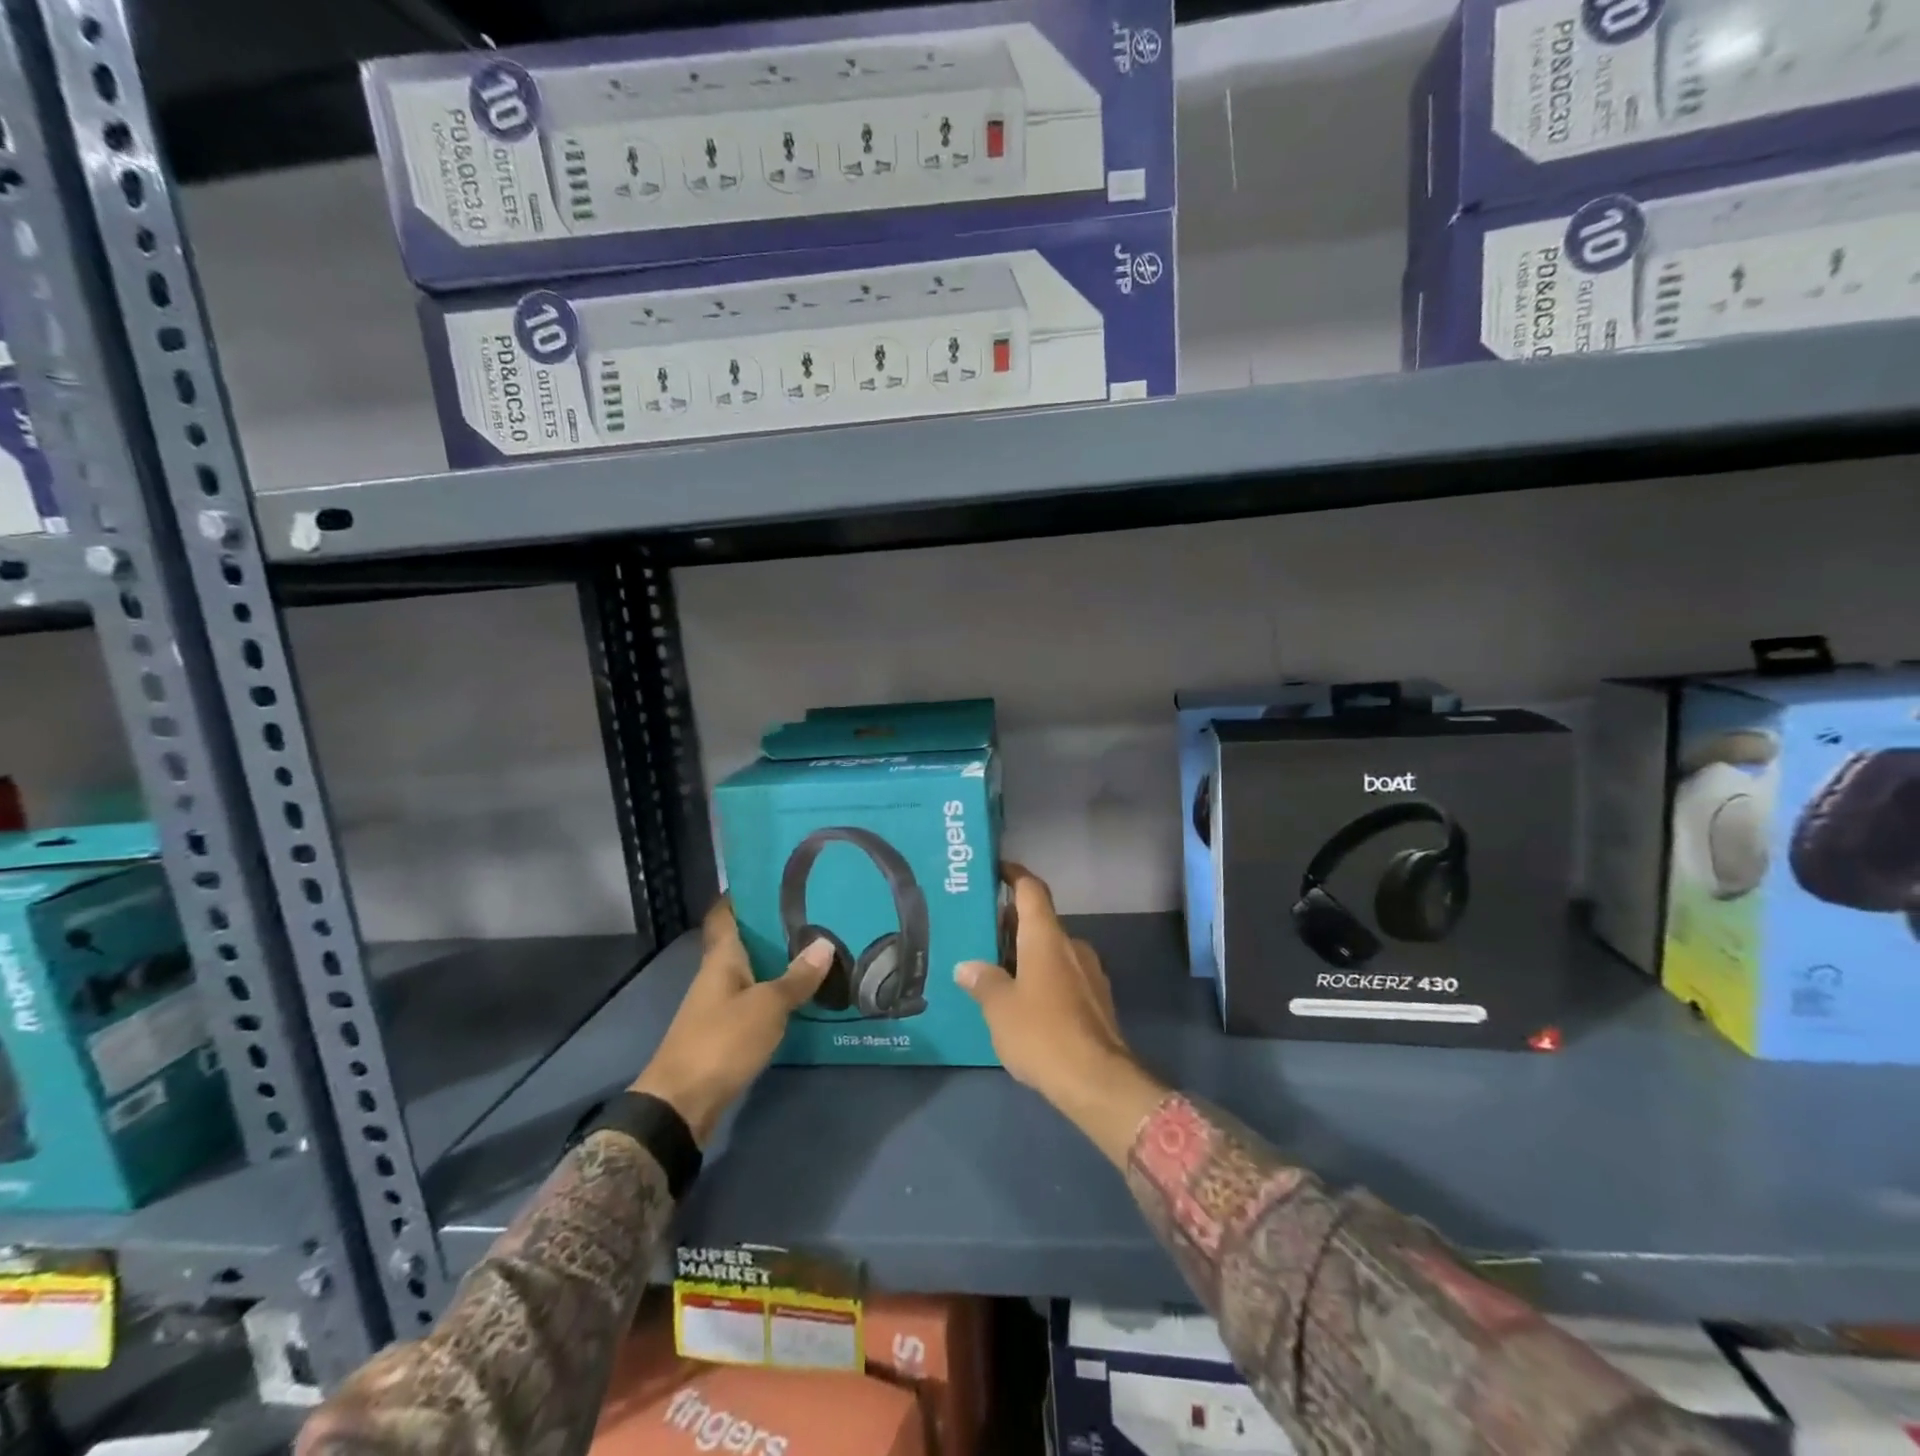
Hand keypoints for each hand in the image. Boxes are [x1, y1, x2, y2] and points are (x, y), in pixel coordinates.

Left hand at [629, 899, 833, 1144]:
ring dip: (777, 960)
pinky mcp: (726, 1032)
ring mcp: (719, 1005)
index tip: (770, 877)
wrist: (682, 1104)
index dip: (740, 894)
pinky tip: (802, 992)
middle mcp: (717, 975)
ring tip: (816, 947)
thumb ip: (796, 977)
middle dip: (772, 927)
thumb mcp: (767, 1006)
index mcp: (721, 958)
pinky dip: (776, 992)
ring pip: (751, 971)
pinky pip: (754, 999)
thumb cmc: (721, 1041)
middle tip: (812, 911)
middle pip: (743, 941)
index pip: (724, 914)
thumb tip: (825, 943)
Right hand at [954, 865, 1167, 1165]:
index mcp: (1047, 937)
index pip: (1032, 890)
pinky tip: (1023, 1003)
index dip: (1014, 875)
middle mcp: (1072, 946)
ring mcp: (1089, 973)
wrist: (1098, 1081)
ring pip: (1052, 951)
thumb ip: (983, 982)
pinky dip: (1042, 978)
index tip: (996, 869)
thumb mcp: (1000, 1008)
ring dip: (1027, 955)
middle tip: (980, 933)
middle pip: (1040, 922)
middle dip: (1011, 924)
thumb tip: (967, 967)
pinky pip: (1063, 976)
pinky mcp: (1097, 1001)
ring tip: (996, 972)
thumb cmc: (1042, 1033)